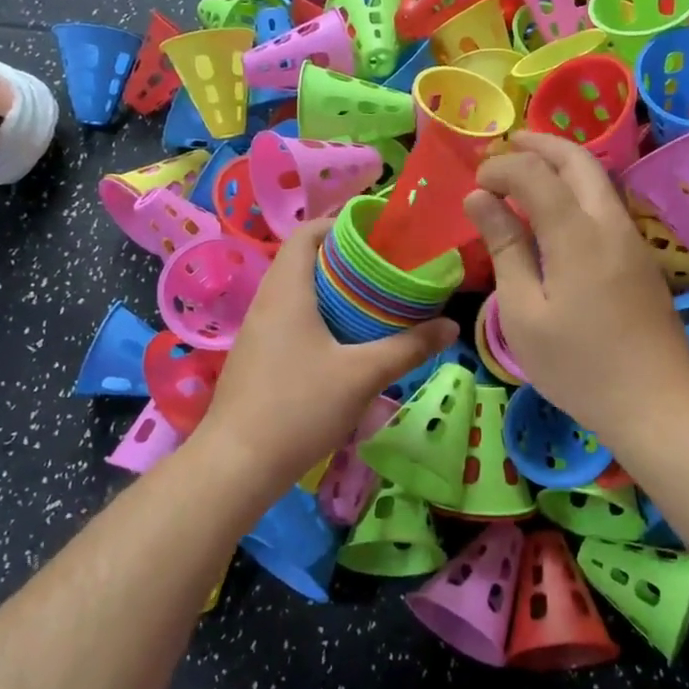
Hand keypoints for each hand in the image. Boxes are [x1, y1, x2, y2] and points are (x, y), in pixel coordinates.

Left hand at [196, 219, 455, 492]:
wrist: (237, 465)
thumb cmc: (299, 407)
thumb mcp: (363, 375)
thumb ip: (409, 347)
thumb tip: (451, 326)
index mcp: (287, 290)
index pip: (307, 232)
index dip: (340, 223)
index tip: (379, 234)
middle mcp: (267, 301)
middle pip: (305, 260)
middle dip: (346, 259)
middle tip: (388, 270)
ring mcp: (258, 331)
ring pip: (298, 292)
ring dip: (334, 290)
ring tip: (375, 303)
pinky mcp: (257, 358)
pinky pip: (291, 319)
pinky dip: (321, 316)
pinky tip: (347, 343)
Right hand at [464, 131, 688, 448]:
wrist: (658, 401)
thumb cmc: (579, 365)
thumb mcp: (524, 312)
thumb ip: (505, 248)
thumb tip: (480, 199)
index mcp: (576, 235)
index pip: (535, 174)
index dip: (502, 168)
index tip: (476, 184)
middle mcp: (609, 223)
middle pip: (578, 160)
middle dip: (540, 144)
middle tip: (506, 145)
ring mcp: (631, 238)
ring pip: (598, 179)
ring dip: (562, 164)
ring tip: (526, 171)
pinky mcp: (640, 257)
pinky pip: (605, 203)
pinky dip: (576, 188)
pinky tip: (555, 210)